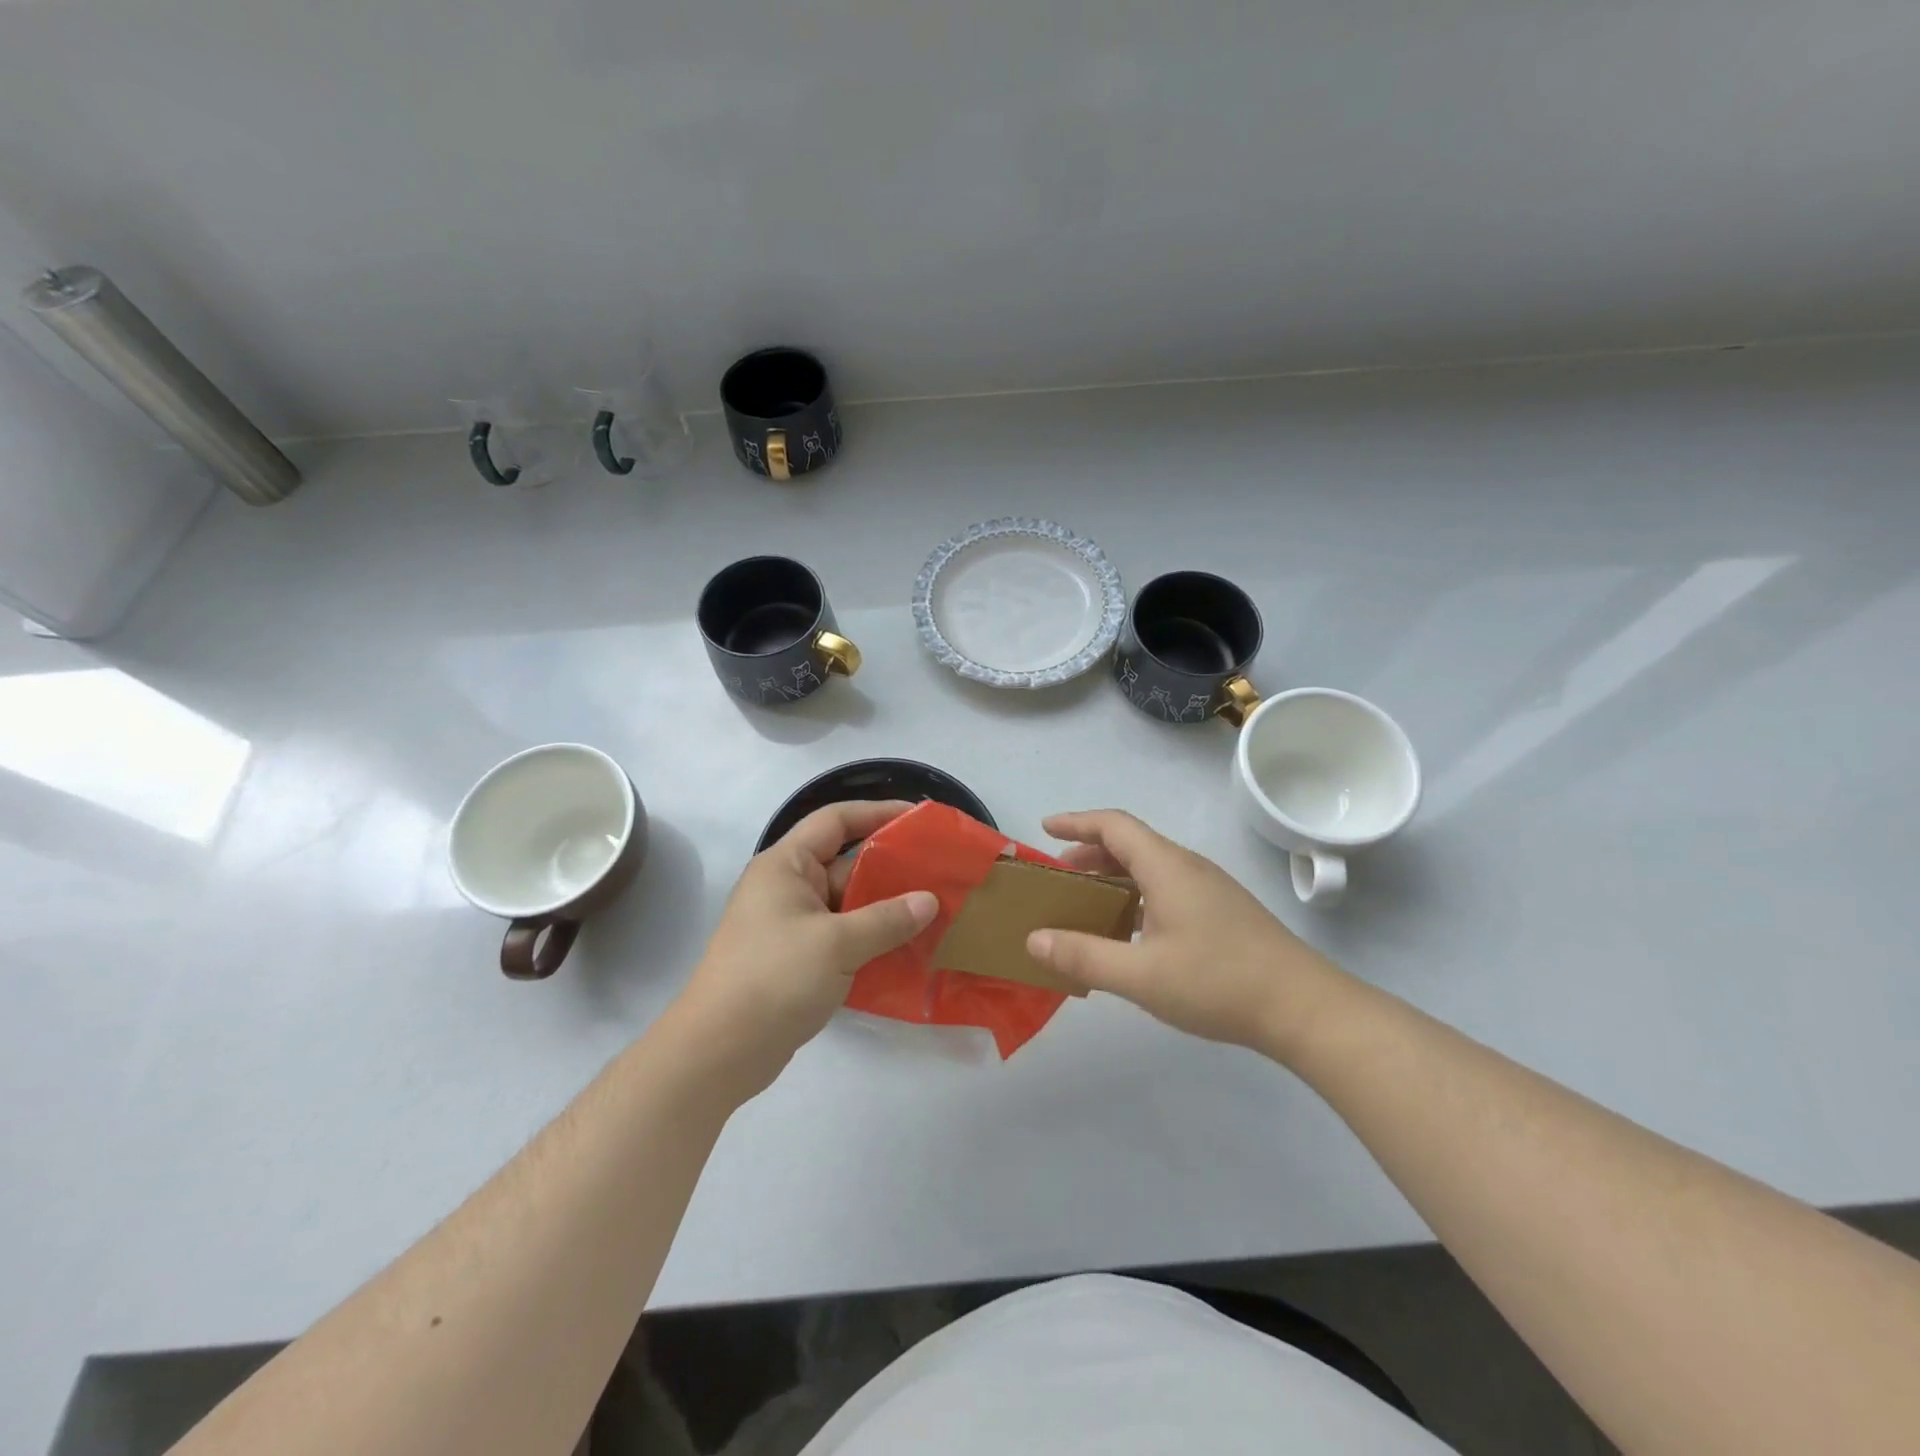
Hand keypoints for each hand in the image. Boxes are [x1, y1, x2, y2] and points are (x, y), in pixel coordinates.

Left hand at [675, 801, 937, 1097]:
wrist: (719, 1051)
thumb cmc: (774, 978)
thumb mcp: (836, 944)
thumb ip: (887, 919)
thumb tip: (930, 901)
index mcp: (786, 866)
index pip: (835, 820)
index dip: (877, 812)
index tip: (919, 819)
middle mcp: (787, 888)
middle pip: (846, 863)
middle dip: (891, 867)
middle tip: (939, 871)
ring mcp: (792, 926)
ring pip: (848, 904)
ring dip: (886, 908)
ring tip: (935, 909)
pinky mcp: (798, 960)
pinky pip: (843, 936)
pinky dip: (872, 939)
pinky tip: (909, 949)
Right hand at [1026, 810, 1342, 1053]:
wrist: (1304, 1007)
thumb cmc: (1219, 983)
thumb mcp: (1142, 976)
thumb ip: (1084, 957)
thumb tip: (1033, 940)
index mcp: (1167, 867)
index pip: (1114, 825)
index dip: (1076, 822)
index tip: (1044, 829)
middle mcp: (1188, 867)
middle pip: (1131, 843)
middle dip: (1089, 852)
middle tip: (1058, 875)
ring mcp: (1209, 889)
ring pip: (1151, 867)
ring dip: (1114, 875)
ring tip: (1087, 902)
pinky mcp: (1222, 911)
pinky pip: (1167, 886)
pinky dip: (1137, 894)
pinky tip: (1131, 931)